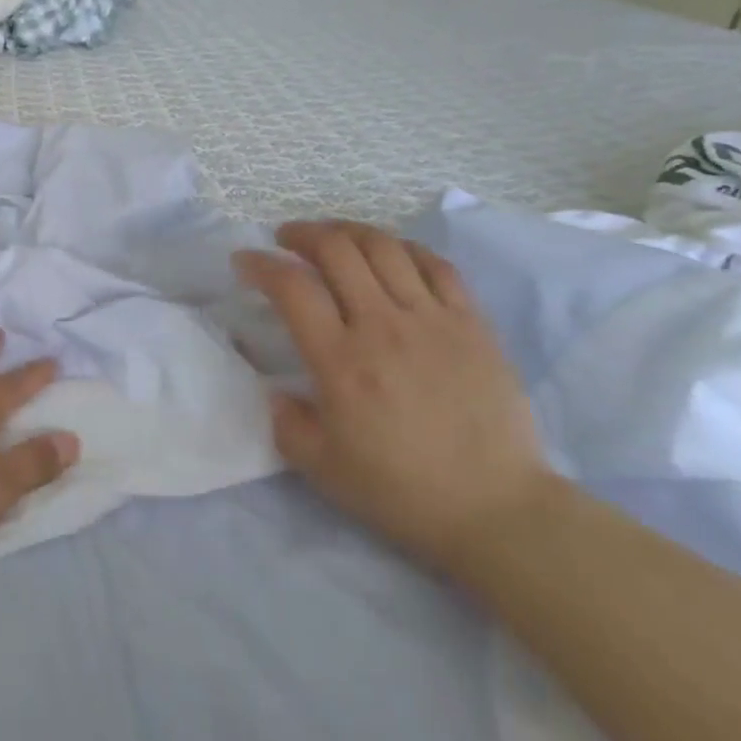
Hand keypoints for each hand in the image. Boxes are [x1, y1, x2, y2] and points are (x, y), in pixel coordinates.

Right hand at [234, 221, 552, 577]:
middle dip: (302, 234)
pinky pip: (436, 266)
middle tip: (286, 239)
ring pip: (385, 248)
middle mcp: (383, 327)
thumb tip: (276, 391)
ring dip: (348, 231)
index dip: (260, 264)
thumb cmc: (401, 491)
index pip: (291, 287)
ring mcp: (433, 320)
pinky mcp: (472, 324)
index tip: (245, 261)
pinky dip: (405, 248)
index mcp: (341, 362)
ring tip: (333, 237)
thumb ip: (286, 422)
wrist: (495, 509)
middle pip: (337, 250)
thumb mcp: (321, 468)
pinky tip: (391, 254)